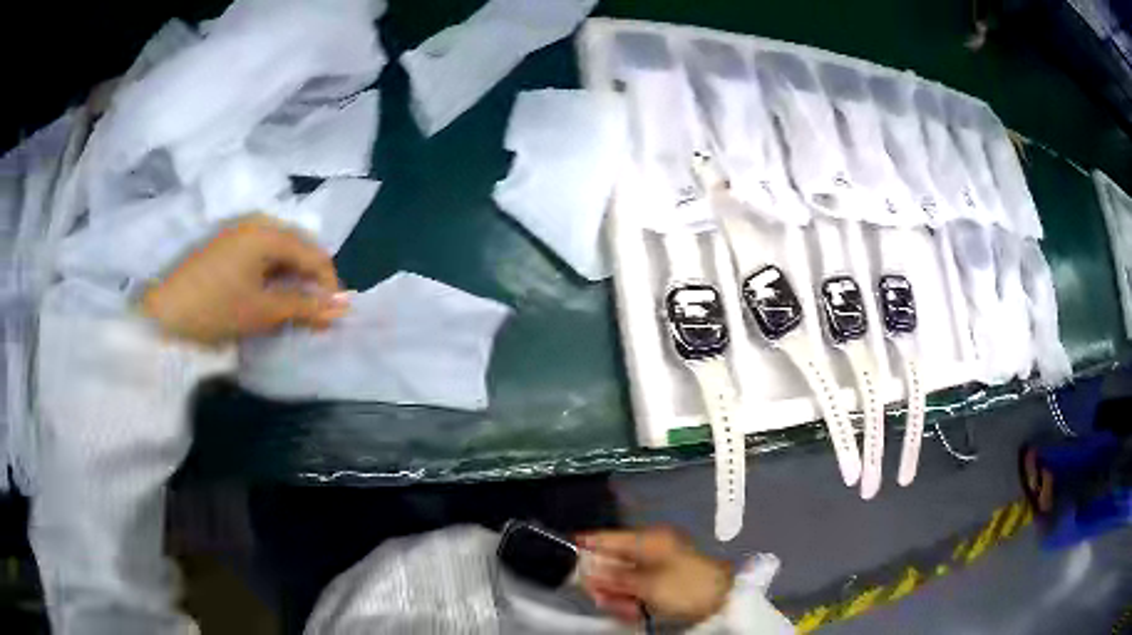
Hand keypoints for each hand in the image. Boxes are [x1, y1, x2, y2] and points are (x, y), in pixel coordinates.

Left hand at [140, 214, 347, 345]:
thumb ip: (305, 307)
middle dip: (310, 283)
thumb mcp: (263, 311)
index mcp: (268, 231)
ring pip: (280, 253)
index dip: (329, 287)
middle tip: (314, 317)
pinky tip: (269, 298)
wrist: (163, 315)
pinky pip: (262, 256)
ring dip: (292, 281)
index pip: (315, 254)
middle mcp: (257, 222)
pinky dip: (272, 277)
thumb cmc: (215, 309)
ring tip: (293, 311)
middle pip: (299, 249)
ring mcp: (239, 231)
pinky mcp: (227, 245)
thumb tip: (343, 309)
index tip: (332, 318)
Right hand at [577, 527, 732, 624]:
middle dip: (602, 580)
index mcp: (648, 539)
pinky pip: (636, 586)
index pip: (607, 538)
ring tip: (620, 609)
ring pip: (623, 577)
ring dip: (616, 593)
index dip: (585, 546)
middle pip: (612, 560)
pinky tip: (631, 610)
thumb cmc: (685, 586)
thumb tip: (586, 569)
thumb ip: (614, 577)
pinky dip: (630, 598)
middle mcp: (651, 547)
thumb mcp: (646, 584)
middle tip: (598, 598)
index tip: (564, 555)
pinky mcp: (663, 579)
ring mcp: (657, 564)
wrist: (722, 600)